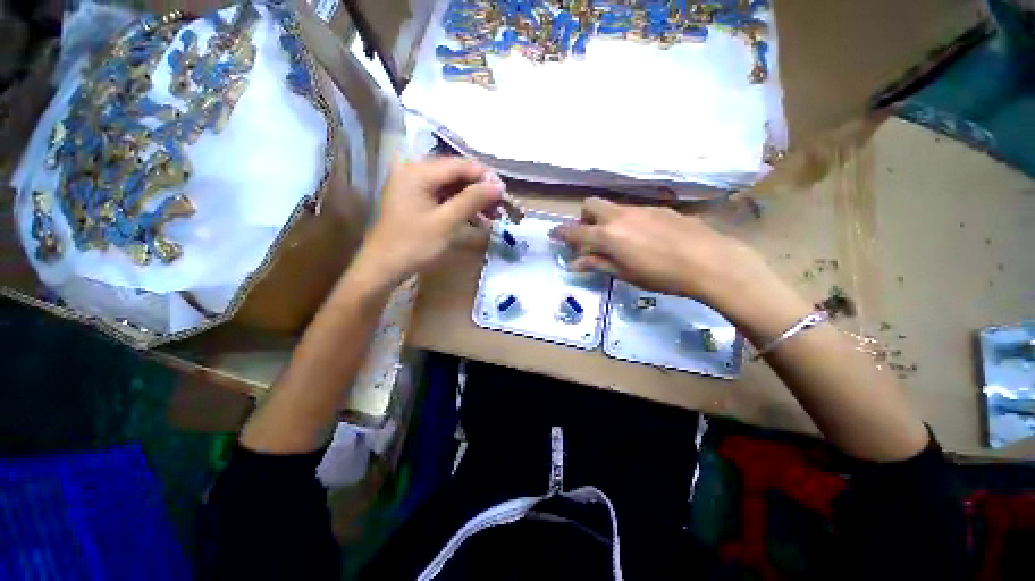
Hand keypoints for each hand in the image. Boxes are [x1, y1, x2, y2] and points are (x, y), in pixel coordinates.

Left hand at [350, 157, 504, 289]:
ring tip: (492, 214)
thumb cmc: (413, 245)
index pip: (460, 165)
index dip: (485, 177)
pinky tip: (475, 218)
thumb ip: (472, 200)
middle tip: (500, 205)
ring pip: (451, 186)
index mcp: (418, 172)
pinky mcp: (415, 200)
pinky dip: (460, 206)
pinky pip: (443, 197)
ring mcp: (413, 186)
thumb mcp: (446, 222)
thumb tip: (498, 186)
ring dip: (472, 199)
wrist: (383, 268)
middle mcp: (414, 172)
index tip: (505, 193)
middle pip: (455, 174)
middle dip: (479, 189)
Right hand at [549, 197, 778, 311]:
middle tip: (590, 237)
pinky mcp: (659, 208)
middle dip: (584, 218)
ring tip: (618, 241)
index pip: (575, 231)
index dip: (561, 233)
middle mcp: (620, 216)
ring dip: (605, 220)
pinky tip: (643, 237)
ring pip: (613, 207)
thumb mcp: (625, 273)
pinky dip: (626, 221)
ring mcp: (641, 209)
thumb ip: (597, 264)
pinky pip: (633, 211)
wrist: (709, 262)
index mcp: (608, 235)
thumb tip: (574, 263)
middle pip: (591, 205)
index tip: (552, 234)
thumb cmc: (661, 275)